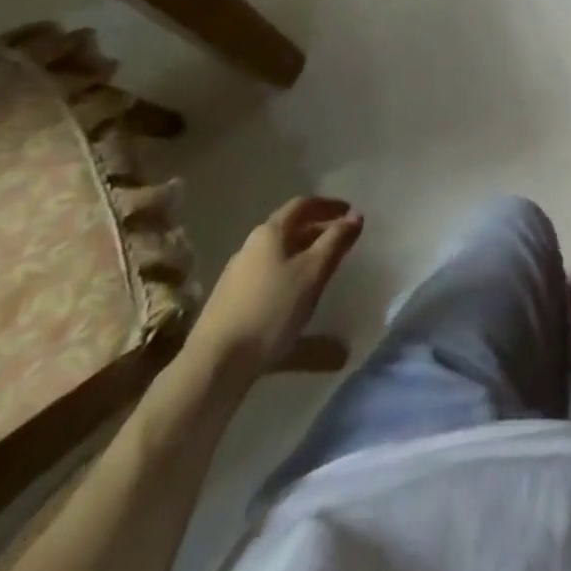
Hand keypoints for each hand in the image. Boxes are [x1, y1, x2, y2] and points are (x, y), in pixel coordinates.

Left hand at [188, 196, 363, 378]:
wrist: (214, 365)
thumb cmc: (270, 309)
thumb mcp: (312, 272)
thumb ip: (336, 242)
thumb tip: (356, 216)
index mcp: (269, 234)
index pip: (302, 205)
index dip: (328, 205)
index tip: (349, 212)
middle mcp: (250, 250)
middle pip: (289, 233)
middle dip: (318, 234)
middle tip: (342, 242)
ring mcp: (238, 280)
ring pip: (280, 263)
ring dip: (305, 264)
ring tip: (326, 276)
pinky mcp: (232, 309)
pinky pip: (271, 291)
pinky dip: (292, 292)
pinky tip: (304, 314)